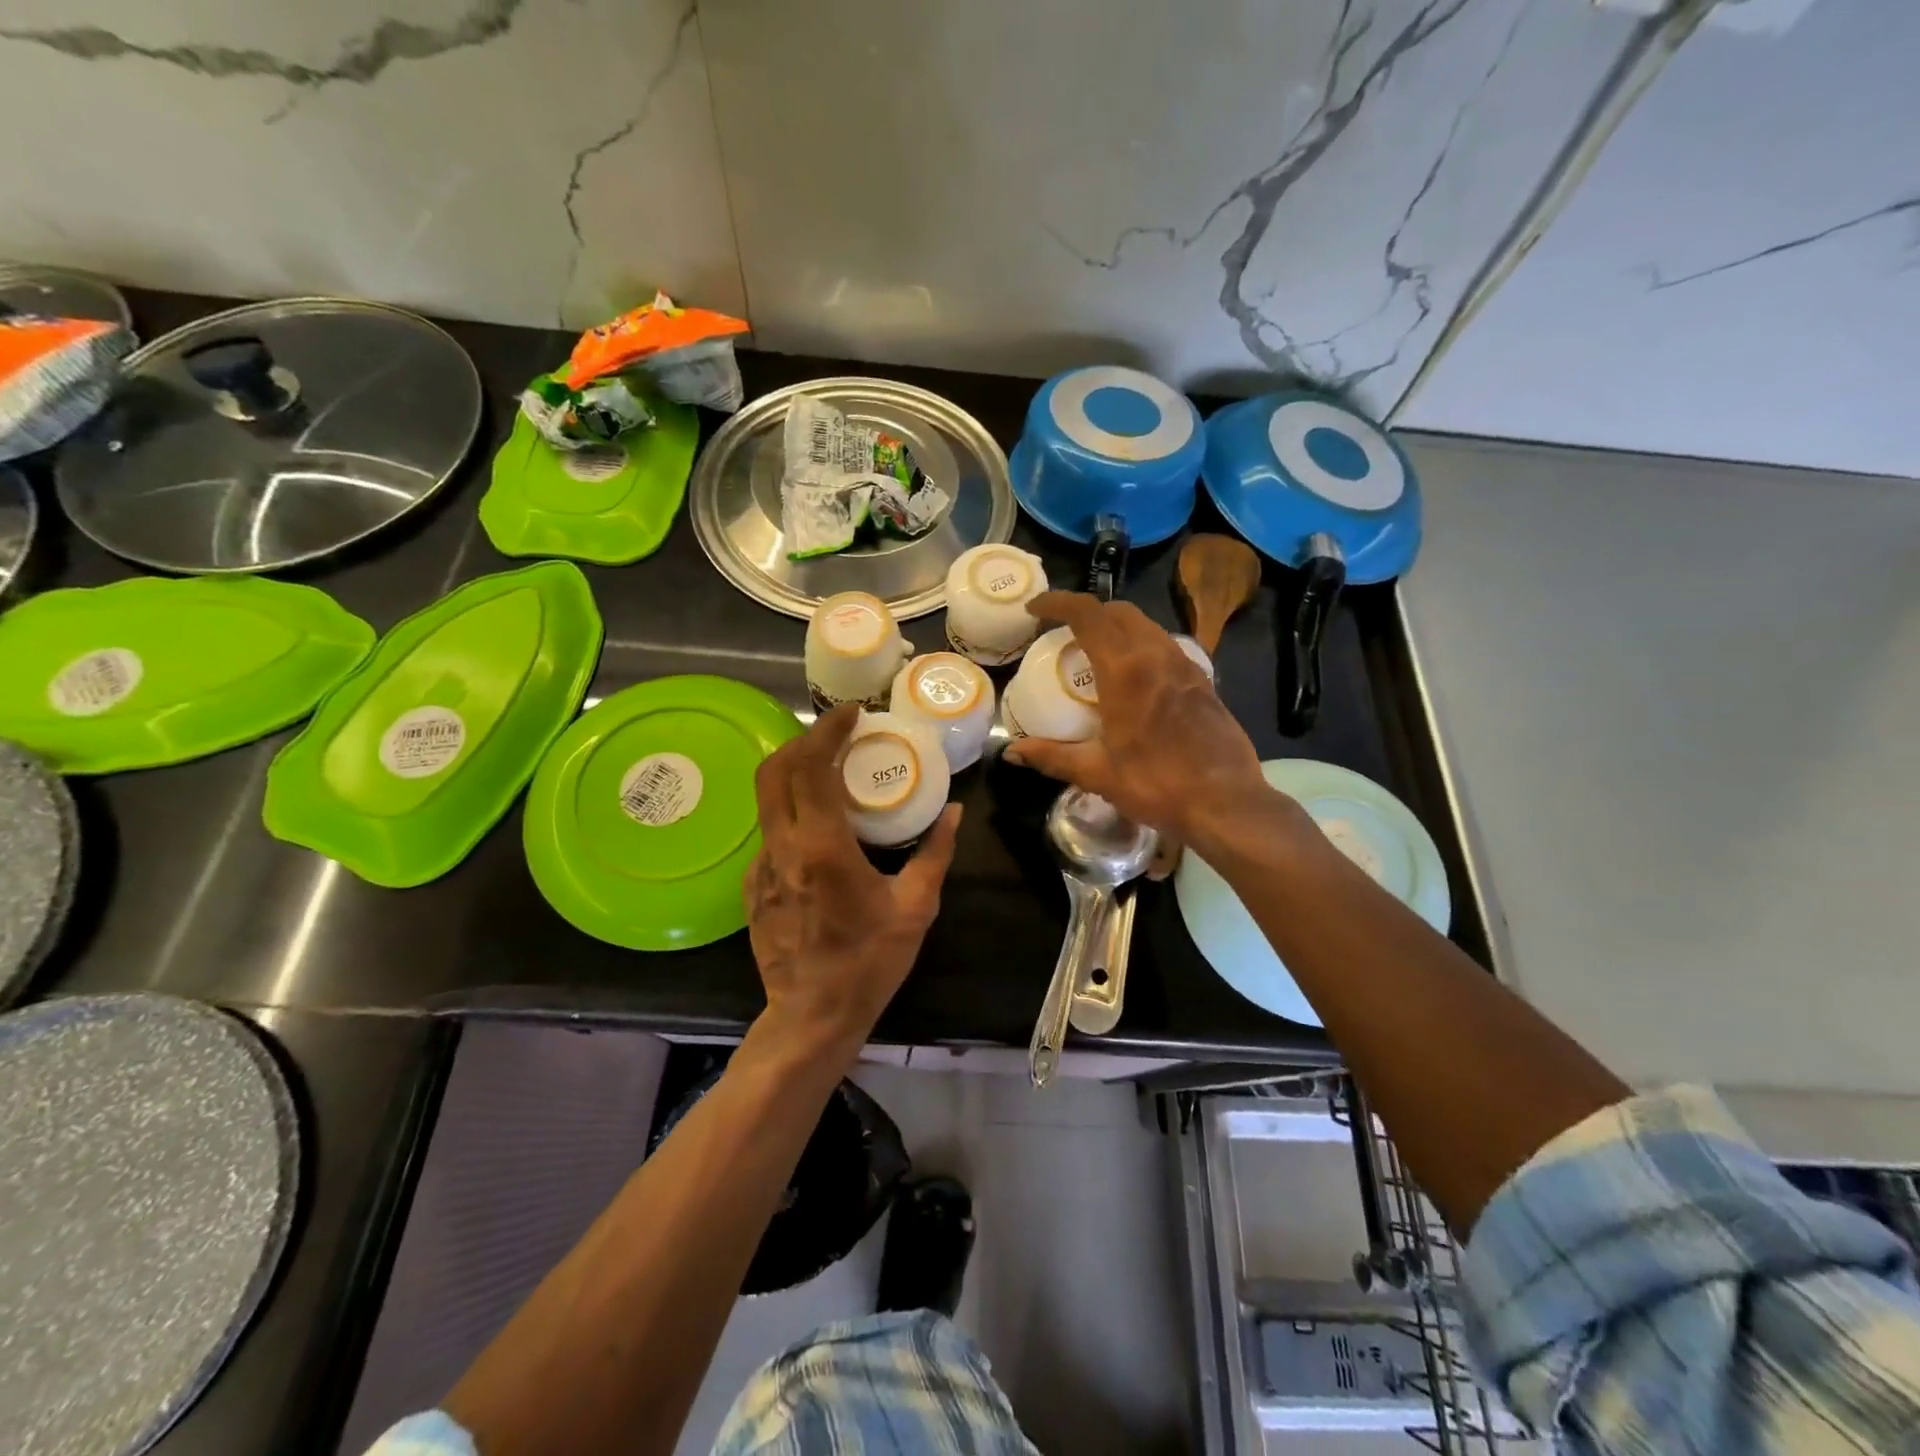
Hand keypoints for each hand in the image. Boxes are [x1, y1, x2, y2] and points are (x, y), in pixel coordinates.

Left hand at [745, 704, 960, 1052]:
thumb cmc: (869, 962)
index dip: (827, 731)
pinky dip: (794, 815)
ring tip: (832, 775)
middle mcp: (781, 849)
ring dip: (797, 776)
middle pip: (775, 771)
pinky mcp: (751, 887)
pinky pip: (771, 835)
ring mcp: (760, 868)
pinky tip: (821, 831)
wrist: (811, 1017)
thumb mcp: (915, 907)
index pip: (810, 768)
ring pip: (768, 802)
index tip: (851, 714)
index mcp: (821, 849)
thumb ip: (935, 854)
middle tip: (838, 735)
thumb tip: (954, 812)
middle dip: (804, 741)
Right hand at [1004, 592, 1281, 851]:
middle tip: (1063, 634)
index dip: (1057, 602)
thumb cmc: (1157, 785)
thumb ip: (1052, 756)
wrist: (1226, 802)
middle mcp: (1157, 655)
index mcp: (1126, 670)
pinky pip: (1164, 646)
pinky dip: (1140, 646)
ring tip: (1096, 654)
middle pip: (1118, 612)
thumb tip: (1012, 753)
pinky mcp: (1203, 681)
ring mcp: (1185, 665)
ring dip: (1116, 627)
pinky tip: (1133, 679)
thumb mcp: (1097, 773)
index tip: (1036, 609)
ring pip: (1145, 625)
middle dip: (1087, 612)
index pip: (1087, 614)